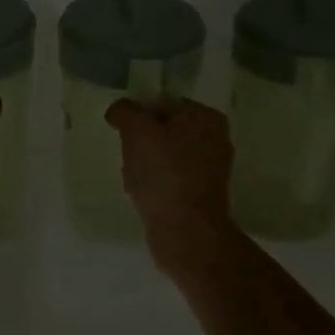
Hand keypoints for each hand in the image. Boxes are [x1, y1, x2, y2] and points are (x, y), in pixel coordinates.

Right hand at [106, 98, 238, 271]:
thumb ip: (125, 111)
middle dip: (141, 140)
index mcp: (206, 117)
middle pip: (164, 129)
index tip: (121, 132)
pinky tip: (143, 193)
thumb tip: (119, 110)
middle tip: (127, 154)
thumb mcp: (137, 132)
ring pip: (165, 155)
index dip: (138, 114)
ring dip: (145, 163)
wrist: (185, 232)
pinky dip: (154, 183)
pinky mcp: (201, 194)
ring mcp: (211, 169)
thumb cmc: (164, 175)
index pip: (163, 102)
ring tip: (133, 177)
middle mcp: (215, 139)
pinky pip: (170, 179)